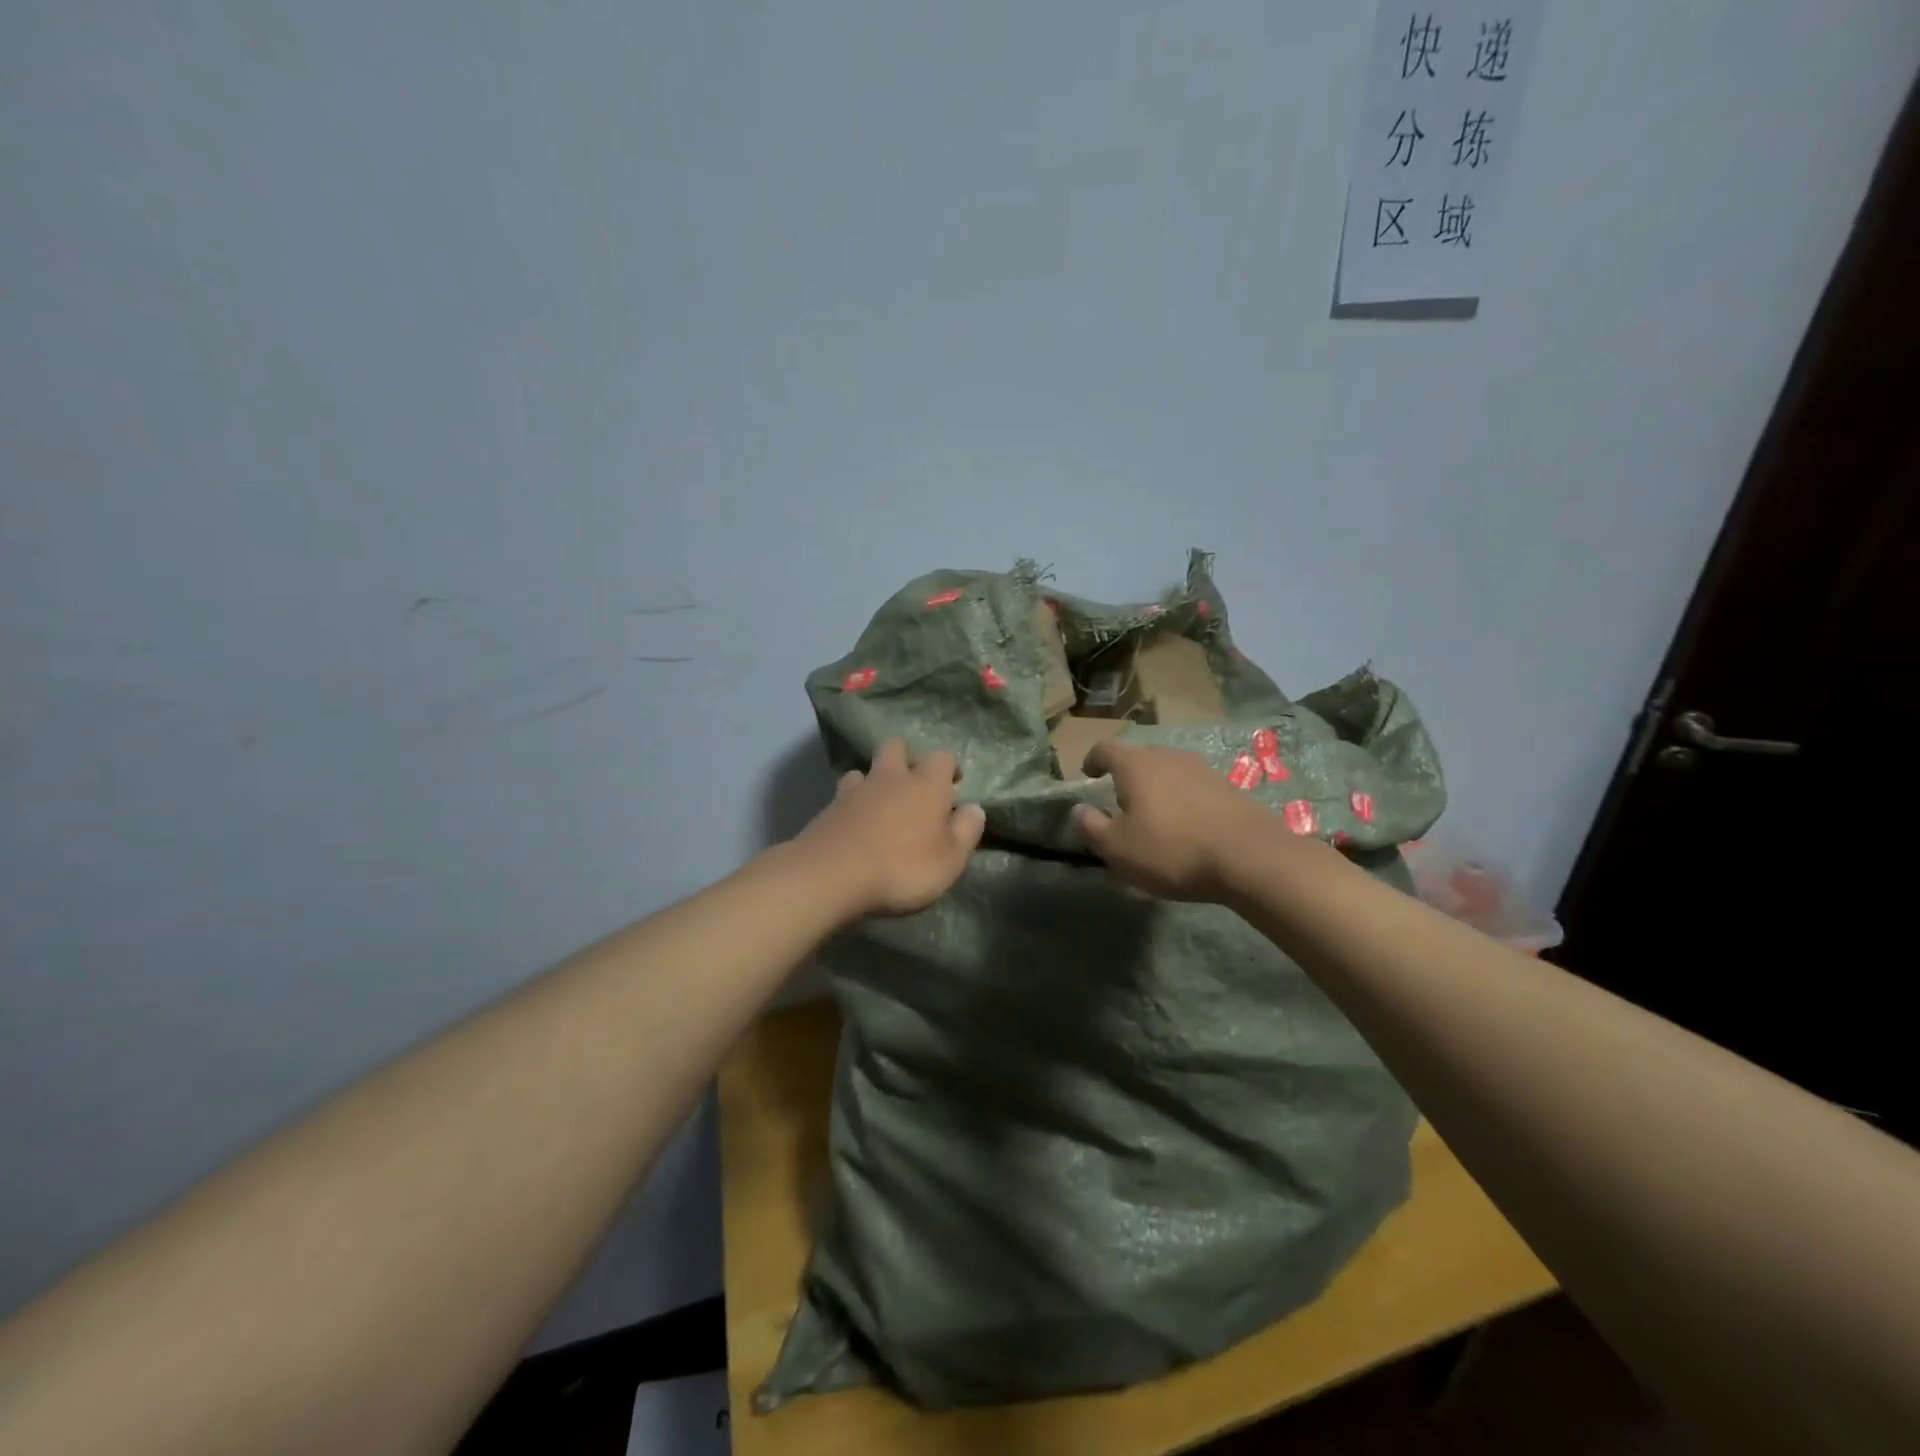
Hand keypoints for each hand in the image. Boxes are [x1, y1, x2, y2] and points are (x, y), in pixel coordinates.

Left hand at [794, 738, 986, 917]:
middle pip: (897, 746)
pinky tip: (854, 823)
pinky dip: (852, 803)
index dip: (949, 767)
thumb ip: (966, 830)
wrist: (832, 875)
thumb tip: (974, 808)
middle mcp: (892, 777)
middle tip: (913, 786)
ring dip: (875, 781)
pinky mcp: (829, 807)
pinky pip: (844, 794)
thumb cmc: (903, 867)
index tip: (953, 785)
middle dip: (906, 758)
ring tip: (879, 805)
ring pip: (866, 769)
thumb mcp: (950, 859)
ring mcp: (856, 789)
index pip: (943, 756)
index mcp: (927, 784)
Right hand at [1072, 740, 1306, 900]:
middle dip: (1126, 778)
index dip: (1092, 760)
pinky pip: (1193, 789)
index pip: (1105, 749)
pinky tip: (1186, 829)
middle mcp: (1168, 756)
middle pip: (1139, 759)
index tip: (1088, 775)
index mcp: (1136, 764)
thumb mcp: (1117, 848)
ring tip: (1154, 819)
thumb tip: (1078, 809)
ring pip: (1168, 773)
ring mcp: (1202, 769)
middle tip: (1119, 805)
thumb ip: (1091, 826)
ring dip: (1156, 790)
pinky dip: (1182, 802)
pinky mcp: (1228, 787)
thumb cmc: (1172, 849)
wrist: (1250, 857)